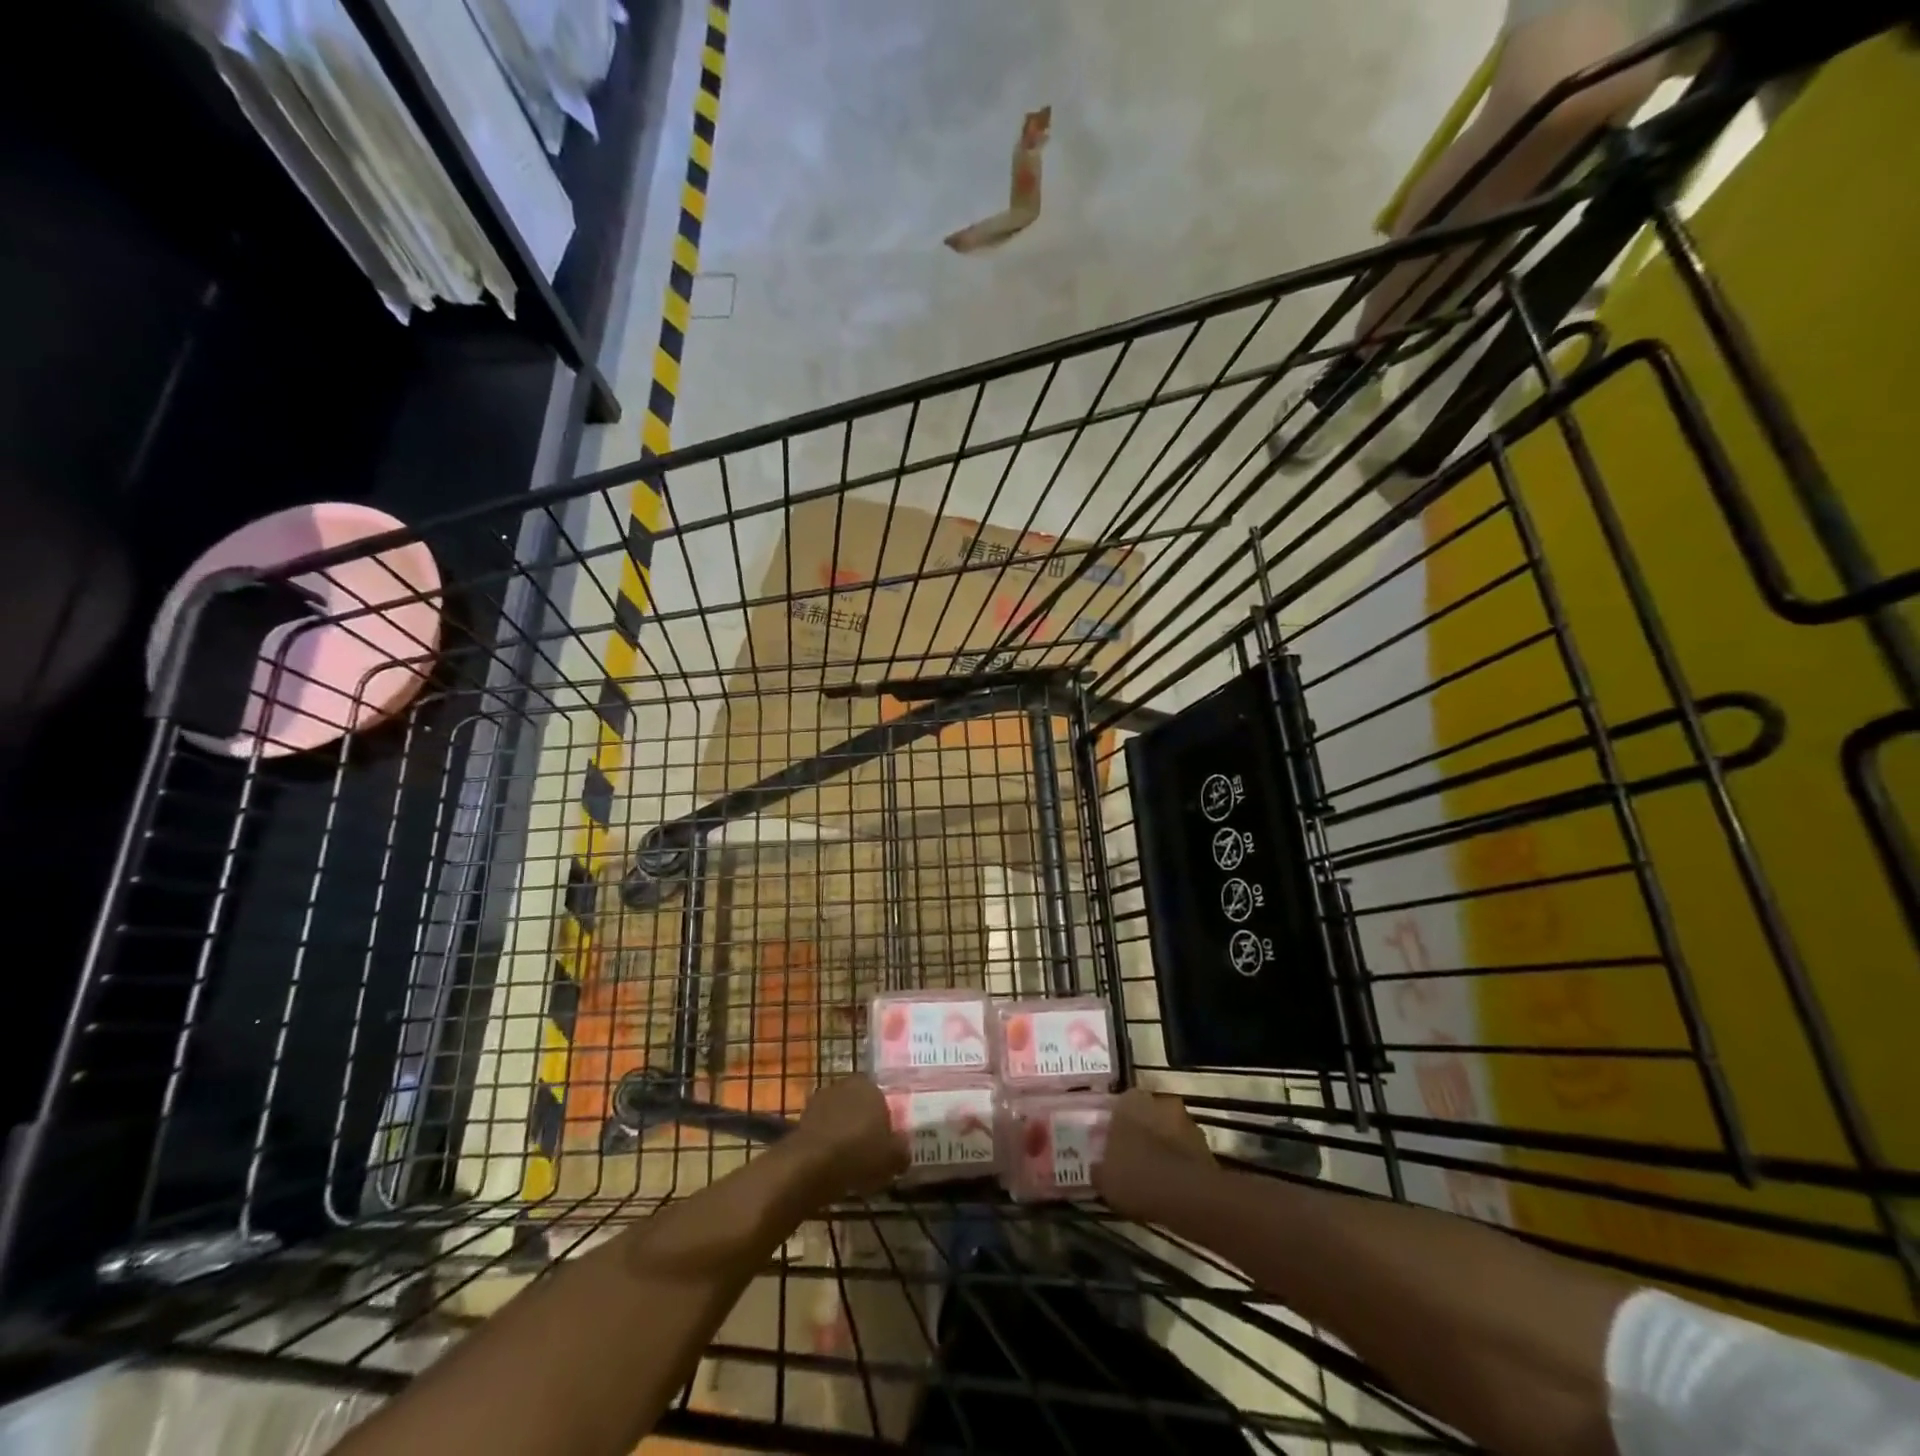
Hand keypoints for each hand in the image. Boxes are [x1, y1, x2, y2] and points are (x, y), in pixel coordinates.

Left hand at [789, 1075, 908, 1199]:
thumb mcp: (893, 1158)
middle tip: (869, 1149)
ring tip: (849, 1160)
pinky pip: (822, 1129)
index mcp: (871, 1086)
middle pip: (859, 1104)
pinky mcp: (802, 1117)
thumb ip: (902, 1150)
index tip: (886, 1140)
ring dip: (843, 1131)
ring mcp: (821, 1099)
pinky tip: (831, 1163)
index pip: (882, 1097)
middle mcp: (845, 1084)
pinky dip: (826, 1141)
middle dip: (863, 1122)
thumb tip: (903, 1149)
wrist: (810, 1165)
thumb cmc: (859, 1154)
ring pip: (839, 1115)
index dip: (885, 1119)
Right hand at [1093, 1087, 1215, 1220]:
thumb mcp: (1104, 1178)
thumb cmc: (1137, 1177)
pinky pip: (1184, 1151)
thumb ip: (1099, 1168)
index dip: (1116, 1127)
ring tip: (1153, 1176)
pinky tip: (1171, 1186)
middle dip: (1142, 1133)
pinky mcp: (1205, 1144)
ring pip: (1167, 1131)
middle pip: (1146, 1116)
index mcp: (1130, 1100)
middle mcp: (1158, 1101)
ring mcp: (1185, 1121)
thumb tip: (1098, 1167)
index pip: (1119, 1106)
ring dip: (1162, 1147)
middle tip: (1133, 1159)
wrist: (1187, 1196)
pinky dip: (1179, 1163)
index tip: (1113, 1147)